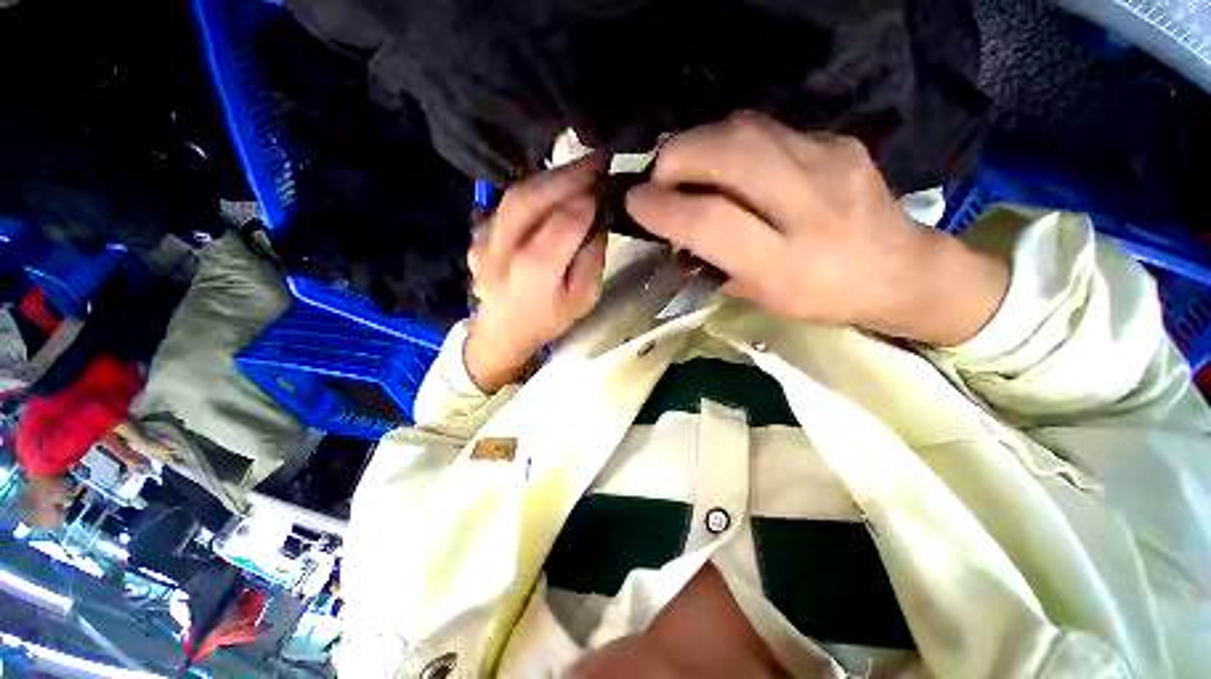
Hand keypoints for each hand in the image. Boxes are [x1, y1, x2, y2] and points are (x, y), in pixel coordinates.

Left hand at [465, 158, 607, 391]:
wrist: (502, 333)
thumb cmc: (548, 321)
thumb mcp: (583, 299)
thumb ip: (592, 259)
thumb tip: (598, 222)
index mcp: (535, 272)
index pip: (564, 222)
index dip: (587, 201)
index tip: (606, 187)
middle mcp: (503, 251)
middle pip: (533, 200)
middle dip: (567, 176)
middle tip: (596, 161)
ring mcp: (484, 242)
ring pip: (515, 196)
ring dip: (549, 178)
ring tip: (577, 169)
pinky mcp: (477, 237)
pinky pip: (505, 206)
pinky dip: (530, 192)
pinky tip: (550, 190)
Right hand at [626, 113, 1008, 344]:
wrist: (898, 269)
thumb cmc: (820, 297)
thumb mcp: (761, 297)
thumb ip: (715, 263)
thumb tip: (675, 231)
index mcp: (785, 266)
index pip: (710, 222)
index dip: (662, 207)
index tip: (635, 203)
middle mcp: (810, 207)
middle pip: (730, 154)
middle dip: (676, 158)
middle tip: (659, 178)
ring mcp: (830, 163)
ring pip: (745, 128)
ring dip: (699, 143)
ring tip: (687, 167)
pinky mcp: (837, 140)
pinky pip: (767, 128)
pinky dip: (731, 141)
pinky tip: (729, 163)